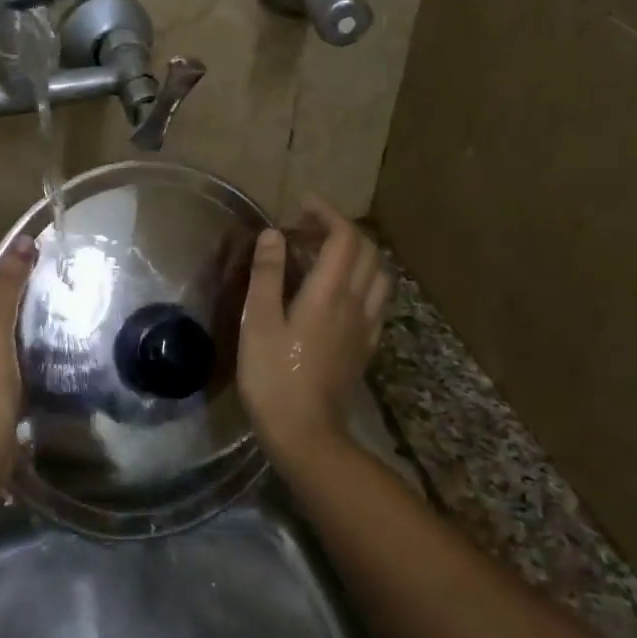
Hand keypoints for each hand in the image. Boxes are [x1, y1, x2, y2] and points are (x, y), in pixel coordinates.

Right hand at [238, 196, 390, 458]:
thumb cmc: (272, 375)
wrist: (305, 432)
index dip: (328, 213)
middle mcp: (356, 303)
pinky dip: (363, 281)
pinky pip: (377, 301)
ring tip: (326, 256)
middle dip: (341, 229)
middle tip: (307, 229)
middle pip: (367, 251)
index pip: (344, 237)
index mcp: (329, 293)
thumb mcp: (257, 321)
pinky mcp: (365, 346)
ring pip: (379, 275)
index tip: (303, 205)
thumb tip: (272, 233)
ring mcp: (366, 326)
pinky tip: (340, 292)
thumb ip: (266, 274)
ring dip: (358, 254)